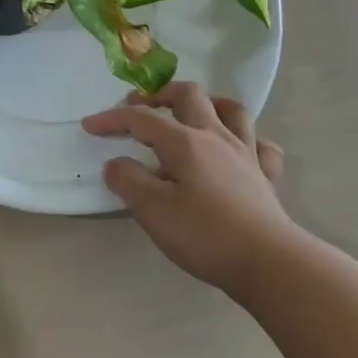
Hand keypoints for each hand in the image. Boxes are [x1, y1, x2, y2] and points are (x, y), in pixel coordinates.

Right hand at [82, 82, 298, 294]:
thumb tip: (116, 164)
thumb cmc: (205, 236)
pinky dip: (245, 138)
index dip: (112, 119)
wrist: (269, 263)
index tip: (89, 126)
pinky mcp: (265, 176)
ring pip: (230, 110)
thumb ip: (128, 180)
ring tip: (189, 114)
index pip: (141, 118)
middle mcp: (216, 137)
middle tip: (139, 107)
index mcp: (185, 142)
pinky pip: (260, 143)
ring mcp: (245, 153)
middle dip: (159, 94)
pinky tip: (236, 148)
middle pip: (188, 95)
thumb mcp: (152, 211)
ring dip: (206, 104)